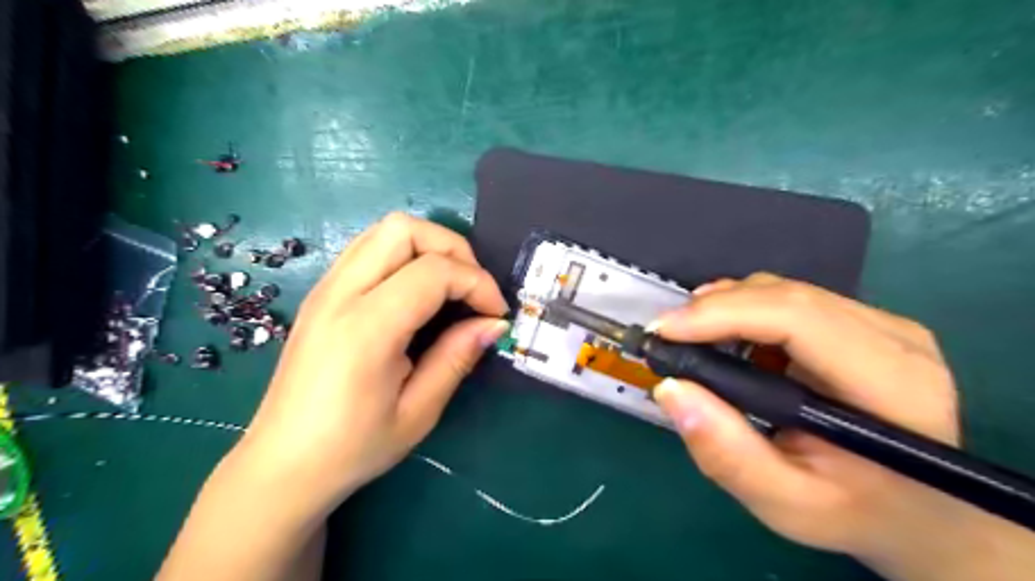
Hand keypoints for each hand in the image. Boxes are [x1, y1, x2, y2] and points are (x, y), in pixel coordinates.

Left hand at [237, 212, 508, 507]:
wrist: (282, 464)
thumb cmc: (352, 447)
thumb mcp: (418, 412)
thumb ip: (457, 357)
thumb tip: (495, 324)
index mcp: (365, 328)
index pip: (433, 271)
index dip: (477, 283)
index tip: (496, 314)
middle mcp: (340, 294)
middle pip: (405, 229)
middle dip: (453, 249)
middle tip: (472, 290)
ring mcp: (326, 288)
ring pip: (385, 231)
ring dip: (428, 247)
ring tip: (449, 288)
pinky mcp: (323, 292)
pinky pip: (370, 248)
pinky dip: (405, 255)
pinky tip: (417, 293)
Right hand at [653, 272, 1034, 580]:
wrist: (923, 510)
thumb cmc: (856, 512)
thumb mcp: (787, 505)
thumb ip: (728, 455)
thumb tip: (671, 389)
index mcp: (892, 385)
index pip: (797, 319)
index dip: (724, 315)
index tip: (664, 331)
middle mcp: (896, 338)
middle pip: (787, 295)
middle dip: (715, 308)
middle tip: (666, 335)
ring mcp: (884, 324)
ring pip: (785, 290)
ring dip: (727, 306)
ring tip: (690, 336)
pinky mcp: (865, 322)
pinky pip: (791, 298)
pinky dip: (746, 310)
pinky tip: (727, 337)